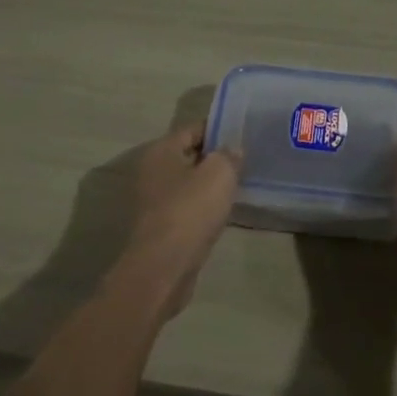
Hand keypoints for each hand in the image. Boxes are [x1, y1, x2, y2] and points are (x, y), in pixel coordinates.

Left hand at [111, 125, 241, 322]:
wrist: (164, 266)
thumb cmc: (190, 210)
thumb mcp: (219, 173)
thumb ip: (228, 155)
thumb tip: (231, 150)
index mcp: (161, 151)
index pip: (193, 129)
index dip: (218, 130)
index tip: (242, 136)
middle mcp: (152, 171)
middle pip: (188, 156)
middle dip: (214, 159)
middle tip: (244, 162)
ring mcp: (153, 201)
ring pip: (187, 184)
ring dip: (208, 186)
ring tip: (237, 187)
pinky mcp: (160, 227)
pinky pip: (186, 208)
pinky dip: (202, 208)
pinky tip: (221, 213)